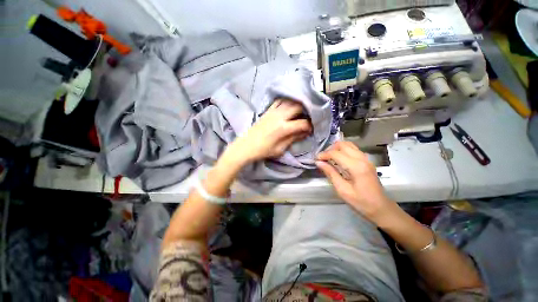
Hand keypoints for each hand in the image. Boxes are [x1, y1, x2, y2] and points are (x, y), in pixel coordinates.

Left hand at [225, 99, 311, 164]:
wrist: (246, 146)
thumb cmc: (263, 151)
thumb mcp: (280, 149)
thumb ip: (293, 139)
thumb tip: (304, 133)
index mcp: (283, 128)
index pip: (302, 123)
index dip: (310, 126)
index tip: (312, 129)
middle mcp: (279, 116)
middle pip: (298, 107)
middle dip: (307, 111)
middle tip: (310, 116)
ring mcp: (272, 112)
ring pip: (289, 102)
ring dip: (298, 104)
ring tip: (303, 109)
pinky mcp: (267, 111)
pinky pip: (278, 101)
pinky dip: (286, 101)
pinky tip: (289, 104)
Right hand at [316, 141, 395, 222]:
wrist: (381, 208)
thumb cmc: (361, 202)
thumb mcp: (342, 190)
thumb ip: (330, 173)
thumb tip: (318, 163)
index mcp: (356, 166)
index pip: (336, 153)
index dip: (324, 155)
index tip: (316, 160)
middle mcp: (362, 158)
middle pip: (342, 144)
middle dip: (330, 149)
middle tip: (322, 158)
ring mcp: (366, 158)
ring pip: (348, 144)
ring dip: (336, 148)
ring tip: (329, 158)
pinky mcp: (367, 161)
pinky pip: (353, 149)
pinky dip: (343, 150)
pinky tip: (338, 159)